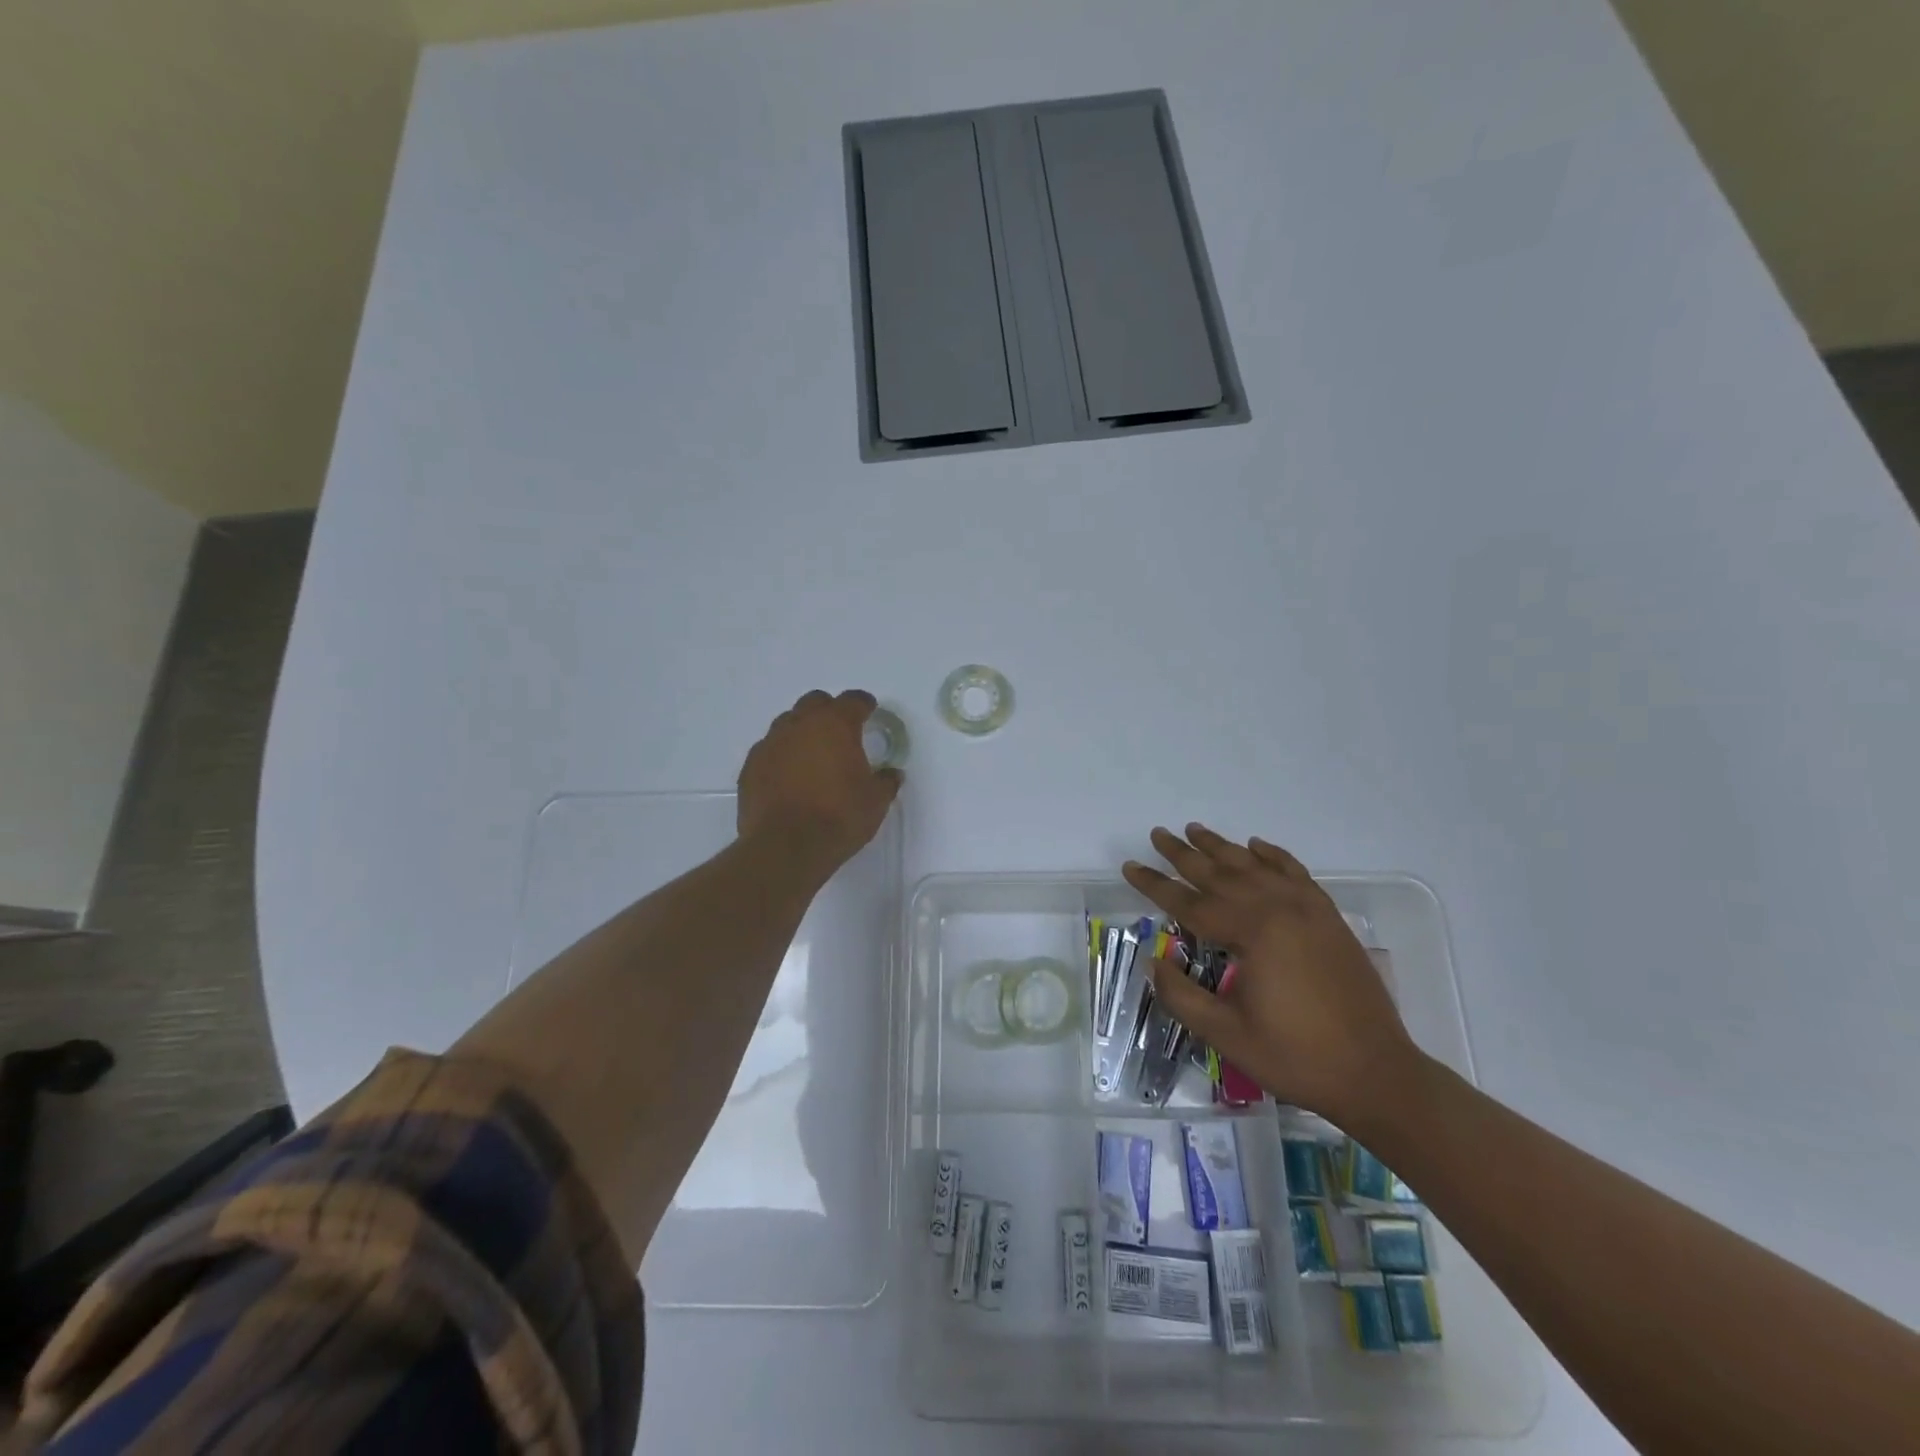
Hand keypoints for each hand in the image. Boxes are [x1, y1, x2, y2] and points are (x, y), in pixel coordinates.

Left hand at [738, 690, 901, 873]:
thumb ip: (886, 782)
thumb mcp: (875, 802)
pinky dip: (781, 756)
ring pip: (788, 723)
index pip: (852, 700)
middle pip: (815, 702)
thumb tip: (891, 774)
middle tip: (840, 732)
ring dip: (802, 732)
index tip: (869, 711)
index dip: (863, 704)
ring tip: (812, 756)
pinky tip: (789, 777)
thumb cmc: (838, 817)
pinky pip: (769, 750)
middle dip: (829, 711)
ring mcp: (770, 744)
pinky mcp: (750, 767)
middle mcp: (800, 725)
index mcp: (835, 725)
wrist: (785, 847)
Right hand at [1122, 825, 1417, 1123]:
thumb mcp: (1226, 1034)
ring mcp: (1309, 910)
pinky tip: (1256, 846)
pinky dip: (1273, 856)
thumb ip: (1182, 996)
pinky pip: (1295, 873)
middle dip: (1184, 855)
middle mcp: (1279, 908)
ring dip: (1222, 847)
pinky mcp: (1329, 918)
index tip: (1129, 867)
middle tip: (1157, 834)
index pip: (1190, 902)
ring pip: (1255, 867)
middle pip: (1221, 873)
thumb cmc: (1296, 1057)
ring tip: (1195, 830)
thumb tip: (1155, 961)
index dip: (1155, 885)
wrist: (1376, 1074)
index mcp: (1253, 932)